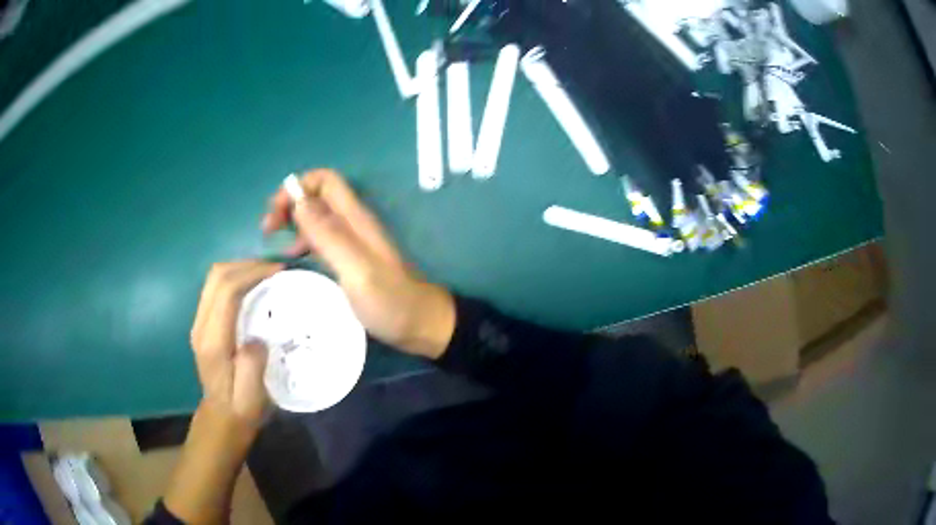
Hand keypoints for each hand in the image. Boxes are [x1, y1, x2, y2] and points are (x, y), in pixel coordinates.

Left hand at [190, 260, 282, 426]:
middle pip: (216, 277)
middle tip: (274, 268)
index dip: (251, 274)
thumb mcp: (252, 397)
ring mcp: (199, 322)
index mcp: (213, 341)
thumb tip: (258, 338)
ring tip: (265, 273)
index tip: (278, 271)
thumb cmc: (240, 407)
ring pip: (214, 279)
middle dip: (245, 265)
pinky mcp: (203, 322)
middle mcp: (201, 326)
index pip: (226, 292)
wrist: (221, 416)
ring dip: (239, 269)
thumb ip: (252, 366)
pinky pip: (215, 288)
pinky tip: (252, 286)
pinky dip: (235, 279)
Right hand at [262, 169, 454, 358]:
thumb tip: (298, 202)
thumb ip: (329, 235)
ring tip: (275, 245)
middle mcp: (353, 224)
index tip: (275, 212)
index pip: (325, 180)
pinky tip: (295, 260)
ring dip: (294, 223)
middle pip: (317, 196)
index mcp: (355, 219)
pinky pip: (322, 240)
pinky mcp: (351, 260)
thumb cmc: (390, 301)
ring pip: (318, 218)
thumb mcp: (356, 269)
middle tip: (268, 230)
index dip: (297, 187)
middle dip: (290, 204)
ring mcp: (353, 243)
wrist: (421, 325)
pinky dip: (304, 242)